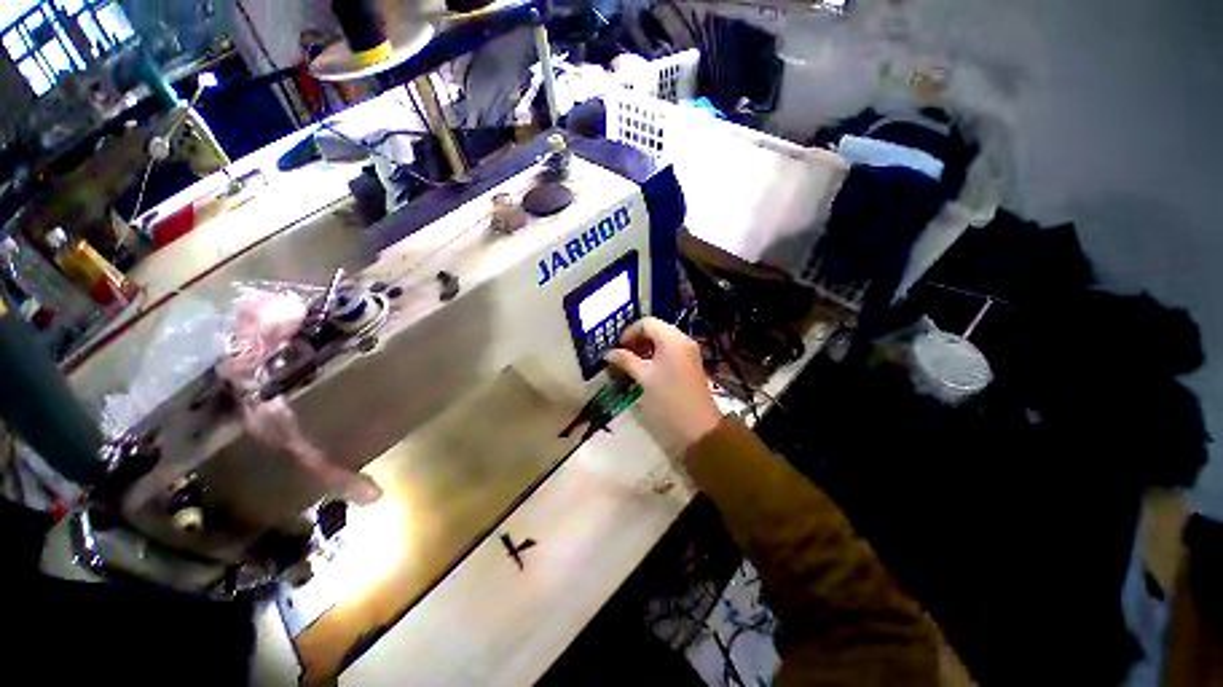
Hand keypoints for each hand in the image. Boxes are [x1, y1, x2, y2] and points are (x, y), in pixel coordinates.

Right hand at [606, 317, 722, 450]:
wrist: (698, 426)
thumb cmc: (668, 399)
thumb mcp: (644, 378)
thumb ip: (626, 361)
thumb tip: (609, 353)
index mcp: (672, 339)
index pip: (647, 322)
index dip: (630, 332)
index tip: (618, 348)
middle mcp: (683, 340)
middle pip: (656, 329)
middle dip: (637, 339)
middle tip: (623, 355)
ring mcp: (689, 351)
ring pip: (663, 340)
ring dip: (646, 347)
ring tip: (632, 362)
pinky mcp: (691, 363)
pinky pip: (671, 350)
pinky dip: (657, 354)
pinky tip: (647, 368)